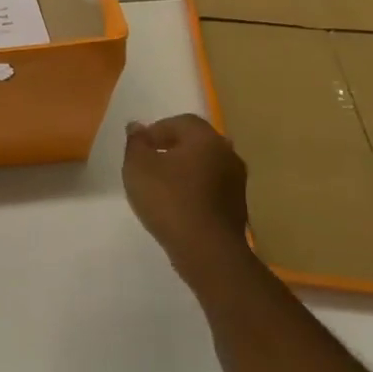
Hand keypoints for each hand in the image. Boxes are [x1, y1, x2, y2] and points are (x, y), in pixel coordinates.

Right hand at [122, 114, 250, 264]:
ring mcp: (236, 182)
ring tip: (160, 185)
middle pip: (196, 142)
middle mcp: (227, 154)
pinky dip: (194, 188)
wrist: (207, 250)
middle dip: (171, 148)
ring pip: (205, 165)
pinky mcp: (237, 206)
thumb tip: (137, 126)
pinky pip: (211, 186)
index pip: (181, 121)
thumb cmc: (168, 200)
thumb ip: (136, 143)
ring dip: (184, 169)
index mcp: (205, 139)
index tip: (138, 147)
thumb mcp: (137, 167)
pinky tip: (177, 204)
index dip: (156, 130)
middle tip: (148, 163)